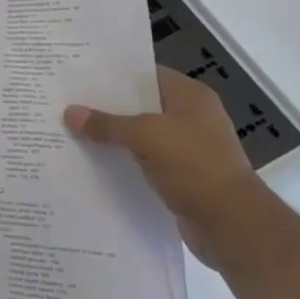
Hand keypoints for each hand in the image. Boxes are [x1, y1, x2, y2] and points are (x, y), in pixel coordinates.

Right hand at [64, 68, 268, 269]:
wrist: (231, 224)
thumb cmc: (193, 165)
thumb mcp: (144, 136)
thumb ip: (106, 124)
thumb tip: (70, 113)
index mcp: (191, 97)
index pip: (147, 74)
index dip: (115, 74)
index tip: (80, 76)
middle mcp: (193, 118)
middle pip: (142, 105)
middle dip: (108, 107)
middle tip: (68, 102)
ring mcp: (190, 149)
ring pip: (142, 135)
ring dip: (114, 137)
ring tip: (73, 131)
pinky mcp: (183, 177)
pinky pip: (146, 161)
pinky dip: (124, 162)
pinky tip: (95, 163)